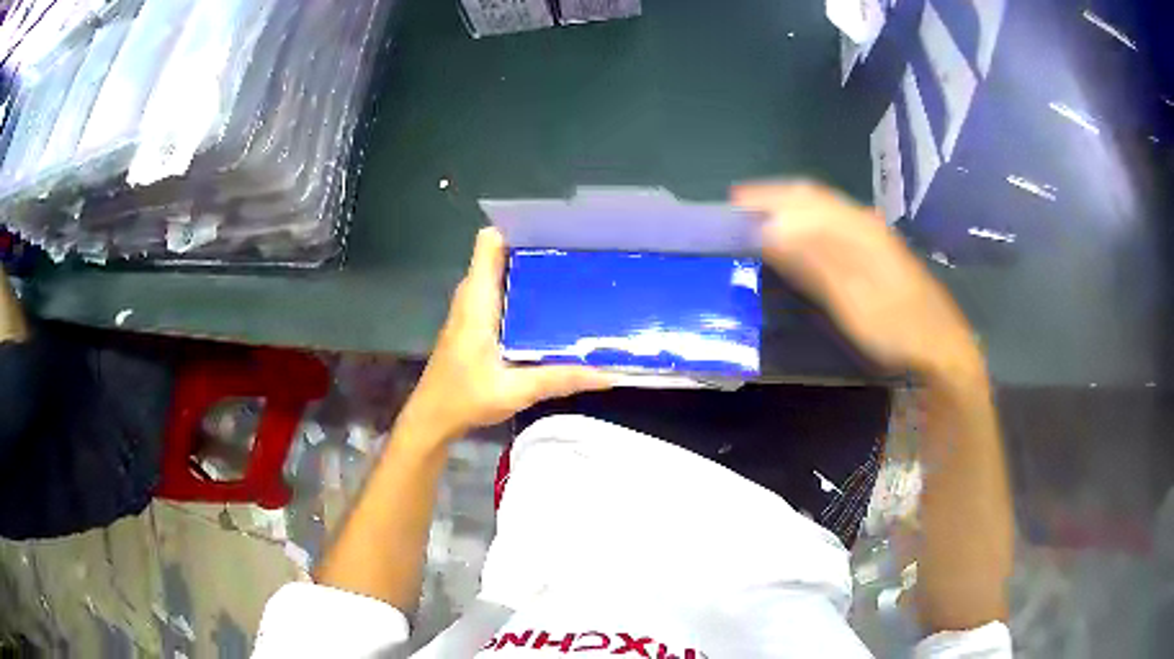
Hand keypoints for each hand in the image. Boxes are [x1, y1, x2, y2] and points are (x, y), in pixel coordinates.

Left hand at [402, 228, 614, 438]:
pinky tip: (551, 306)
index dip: (517, 227)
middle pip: (502, 253)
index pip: (489, 242)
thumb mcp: (515, 390)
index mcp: (477, 299)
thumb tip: (608, 373)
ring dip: (531, 270)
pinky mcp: (475, 322)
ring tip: (573, 273)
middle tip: (578, 253)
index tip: (555, 230)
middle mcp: (472, 295)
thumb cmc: (464, 398)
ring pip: (502, 272)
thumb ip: (559, 379)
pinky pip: (501, 291)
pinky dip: (523, 290)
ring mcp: (472, 308)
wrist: (432, 419)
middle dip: (535, 248)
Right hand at [732, 182, 982, 379]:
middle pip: (815, 198)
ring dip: (794, 208)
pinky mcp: (881, 252)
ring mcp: (875, 237)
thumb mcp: (850, 298)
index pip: (804, 199)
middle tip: (744, 205)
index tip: (734, 201)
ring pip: (827, 210)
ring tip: (766, 217)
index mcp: (856, 228)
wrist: (940, 346)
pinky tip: (806, 237)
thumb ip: (812, 260)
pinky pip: (838, 226)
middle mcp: (865, 223)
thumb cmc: (894, 325)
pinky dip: (812, 224)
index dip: (768, 197)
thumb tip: (769, 229)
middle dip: (778, 197)